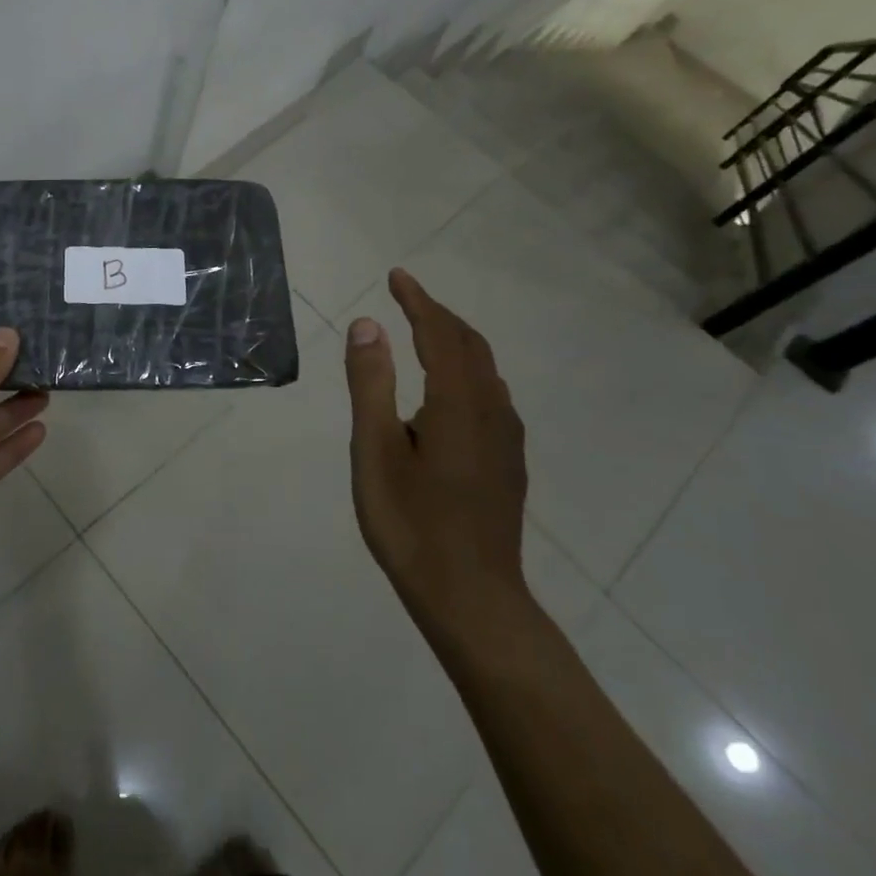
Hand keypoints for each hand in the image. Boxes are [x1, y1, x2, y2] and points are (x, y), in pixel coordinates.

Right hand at [343, 269, 533, 652]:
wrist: (472, 598)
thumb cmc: (411, 524)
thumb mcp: (375, 451)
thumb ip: (371, 384)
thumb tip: (367, 324)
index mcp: (457, 403)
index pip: (439, 333)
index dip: (418, 301)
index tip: (397, 276)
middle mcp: (490, 411)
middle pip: (469, 345)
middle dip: (438, 315)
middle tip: (406, 296)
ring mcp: (506, 439)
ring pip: (485, 370)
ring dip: (455, 341)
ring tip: (424, 332)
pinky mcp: (508, 462)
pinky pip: (491, 395)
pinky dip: (467, 370)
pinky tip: (450, 390)